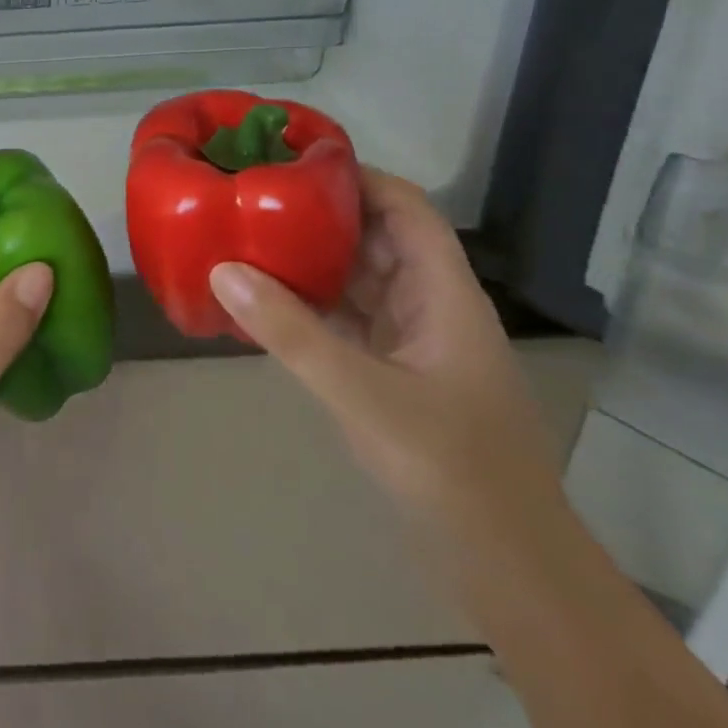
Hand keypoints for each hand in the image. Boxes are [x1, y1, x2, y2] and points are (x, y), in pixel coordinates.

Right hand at [208, 168, 567, 548]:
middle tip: (254, 199)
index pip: (406, 209)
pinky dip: (310, 305)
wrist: (505, 563)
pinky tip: (265, 302)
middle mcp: (431, 306)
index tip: (293, 163)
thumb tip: (222, 270)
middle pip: (377, 238)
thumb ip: (292, 332)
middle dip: (320, 215)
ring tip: (248, 238)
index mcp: (444, 294)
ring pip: (360, 280)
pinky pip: (347, 320)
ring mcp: (414, 342)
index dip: (357, 177)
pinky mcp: (395, 374)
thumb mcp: (363, 394)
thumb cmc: (450, 468)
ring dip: (312, 260)